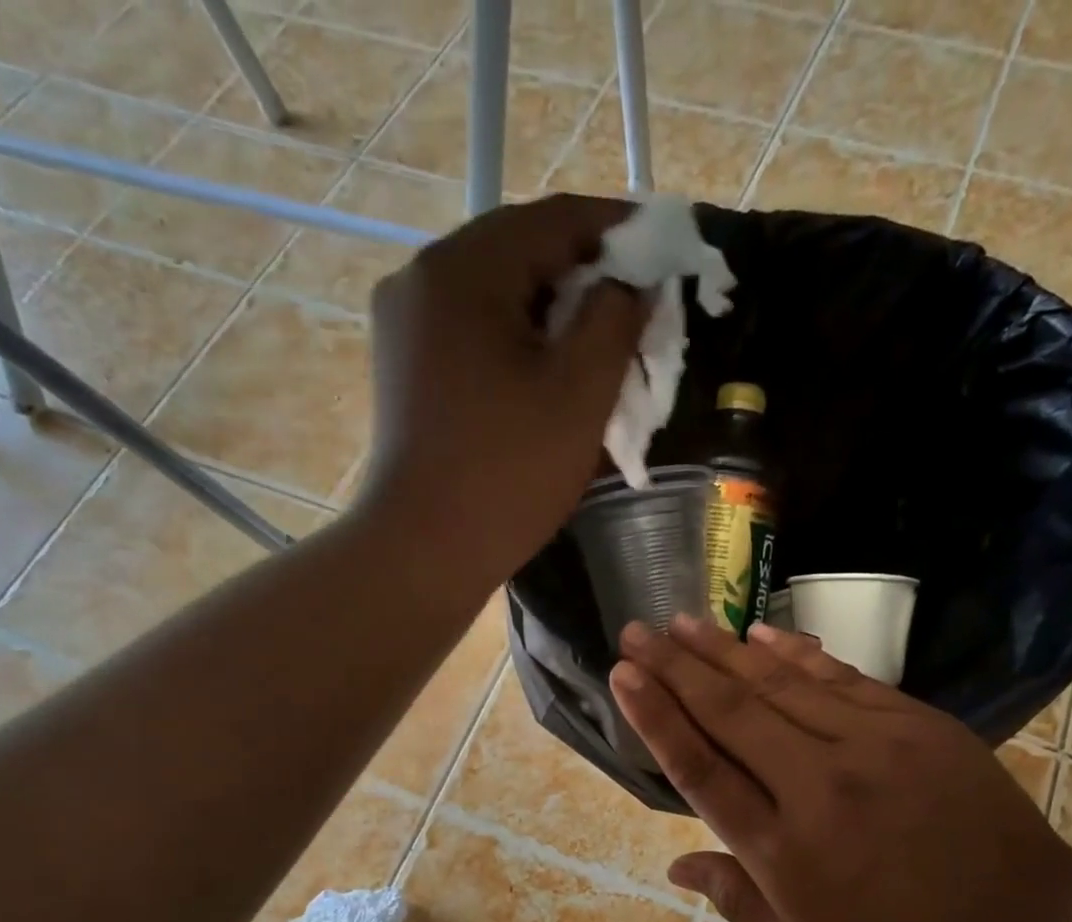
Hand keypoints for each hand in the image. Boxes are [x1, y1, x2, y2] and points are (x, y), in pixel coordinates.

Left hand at [359, 194, 648, 577]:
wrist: (423, 551)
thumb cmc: (507, 474)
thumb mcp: (580, 393)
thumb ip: (617, 319)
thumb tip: (635, 281)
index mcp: (463, 269)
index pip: (555, 219)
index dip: (620, 230)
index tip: (666, 250)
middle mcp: (422, 279)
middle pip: (521, 254)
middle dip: (586, 277)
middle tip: (637, 311)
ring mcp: (406, 325)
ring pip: (497, 296)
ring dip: (553, 314)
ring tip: (600, 348)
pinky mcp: (406, 368)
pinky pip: (474, 333)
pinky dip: (518, 342)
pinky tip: (548, 376)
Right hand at [610, 616, 1071, 921]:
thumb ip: (738, 900)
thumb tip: (674, 866)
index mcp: (785, 852)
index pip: (702, 769)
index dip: (657, 716)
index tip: (623, 674)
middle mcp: (820, 787)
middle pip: (732, 712)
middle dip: (676, 667)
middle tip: (636, 630)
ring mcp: (873, 747)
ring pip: (781, 685)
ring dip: (724, 650)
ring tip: (681, 621)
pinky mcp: (917, 725)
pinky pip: (842, 678)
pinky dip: (795, 653)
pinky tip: (758, 633)